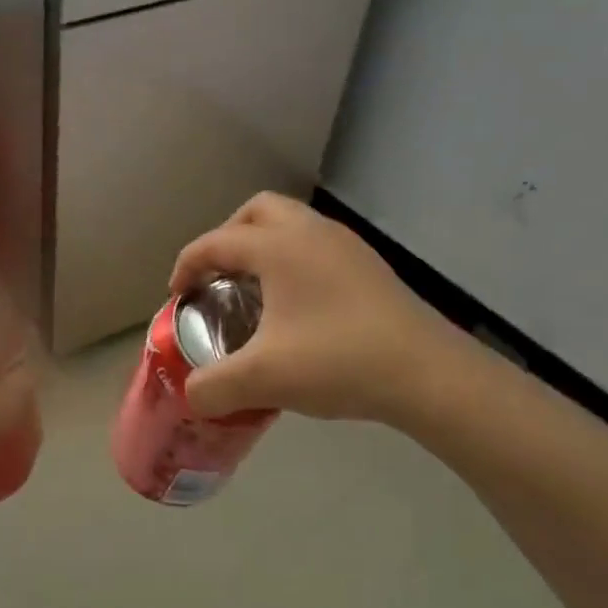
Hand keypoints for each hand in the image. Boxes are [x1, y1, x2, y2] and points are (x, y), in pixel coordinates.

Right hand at [170, 193, 461, 424]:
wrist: (430, 375)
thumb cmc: (338, 362)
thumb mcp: (263, 379)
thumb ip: (214, 387)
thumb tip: (191, 396)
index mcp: (278, 247)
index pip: (216, 242)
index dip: (187, 266)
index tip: (177, 296)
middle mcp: (311, 233)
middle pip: (256, 212)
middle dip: (227, 237)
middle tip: (218, 277)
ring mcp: (346, 247)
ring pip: (291, 224)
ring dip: (263, 247)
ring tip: (254, 291)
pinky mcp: (369, 267)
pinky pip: (316, 246)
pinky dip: (293, 261)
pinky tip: (296, 307)